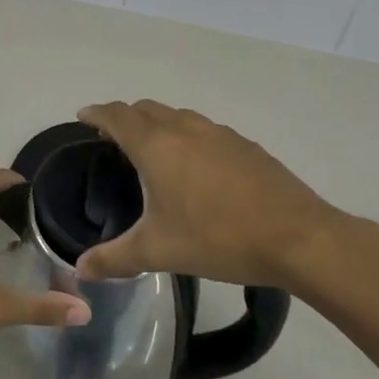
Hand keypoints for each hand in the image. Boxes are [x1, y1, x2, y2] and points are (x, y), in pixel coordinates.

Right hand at [72, 101, 378, 300]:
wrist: (297, 237)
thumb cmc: (218, 238)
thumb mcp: (159, 251)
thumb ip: (114, 258)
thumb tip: (80, 269)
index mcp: (156, 145)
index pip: (117, 115)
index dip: (96, 113)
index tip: (83, 116)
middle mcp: (184, 128)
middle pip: (145, 109)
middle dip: (124, 116)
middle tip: (112, 137)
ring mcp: (218, 133)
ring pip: (177, 115)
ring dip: (157, 123)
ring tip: (152, 148)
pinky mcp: (245, 145)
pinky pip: (204, 129)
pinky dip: (186, 135)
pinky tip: (196, 166)